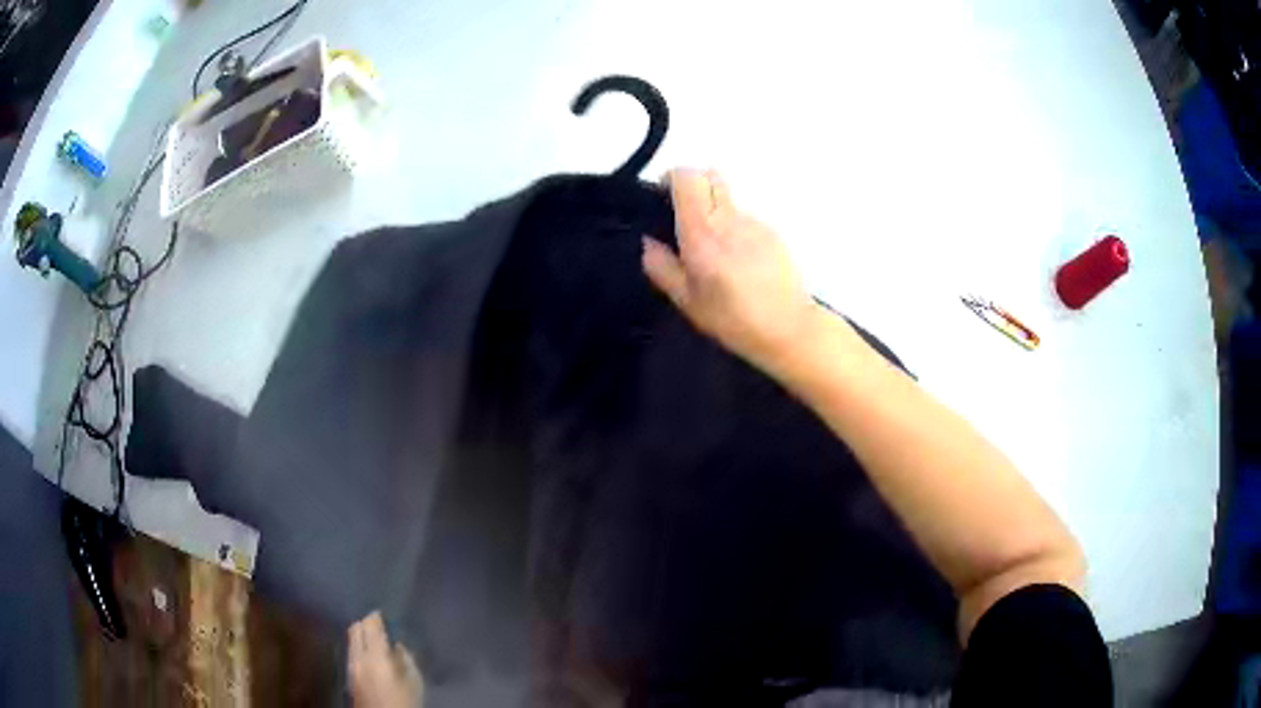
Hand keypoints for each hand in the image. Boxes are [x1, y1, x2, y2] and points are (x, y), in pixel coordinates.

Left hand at [348, 612, 422, 707]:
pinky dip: (358, 646)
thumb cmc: (404, 701)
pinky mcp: (348, 673)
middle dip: (366, 623)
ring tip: (375, 640)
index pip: (370, 625)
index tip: (384, 614)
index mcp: (376, 655)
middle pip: (355, 628)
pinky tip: (370, 654)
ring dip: (361, 635)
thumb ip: (406, 659)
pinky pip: (351, 650)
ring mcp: (350, 664)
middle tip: (379, 625)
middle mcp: (358, 656)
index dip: (377, 616)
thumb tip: (398, 645)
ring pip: (351, 639)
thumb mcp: (414, 681)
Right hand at [642, 169, 822, 372]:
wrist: (789, 328)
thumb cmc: (732, 319)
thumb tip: (649, 243)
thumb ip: (661, 267)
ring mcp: (755, 222)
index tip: (664, 199)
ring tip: (715, 250)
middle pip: (710, 175)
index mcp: (702, 231)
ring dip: (716, 211)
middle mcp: (729, 218)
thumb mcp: (686, 301)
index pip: (687, 177)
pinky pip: (745, 219)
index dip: (672, 179)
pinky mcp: (773, 233)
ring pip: (729, 199)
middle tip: (685, 216)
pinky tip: (739, 261)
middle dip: (694, 186)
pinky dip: (735, 229)